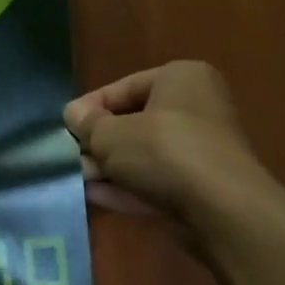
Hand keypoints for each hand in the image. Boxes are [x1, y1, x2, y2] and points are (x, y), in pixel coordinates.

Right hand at [65, 61, 284, 234]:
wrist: (220, 207)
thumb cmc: (163, 150)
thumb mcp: (112, 134)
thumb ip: (88, 124)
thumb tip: (73, 113)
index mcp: (180, 78)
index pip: (124, 87)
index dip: (90, 108)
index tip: (65, 127)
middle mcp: (196, 107)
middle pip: (134, 122)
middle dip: (99, 142)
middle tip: (69, 157)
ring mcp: (201, 148)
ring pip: (144, 154)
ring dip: (110, 167)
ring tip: (76, 179)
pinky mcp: (201, 185)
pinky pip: (156, 180)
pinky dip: (128, 186)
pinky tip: (96, 196)